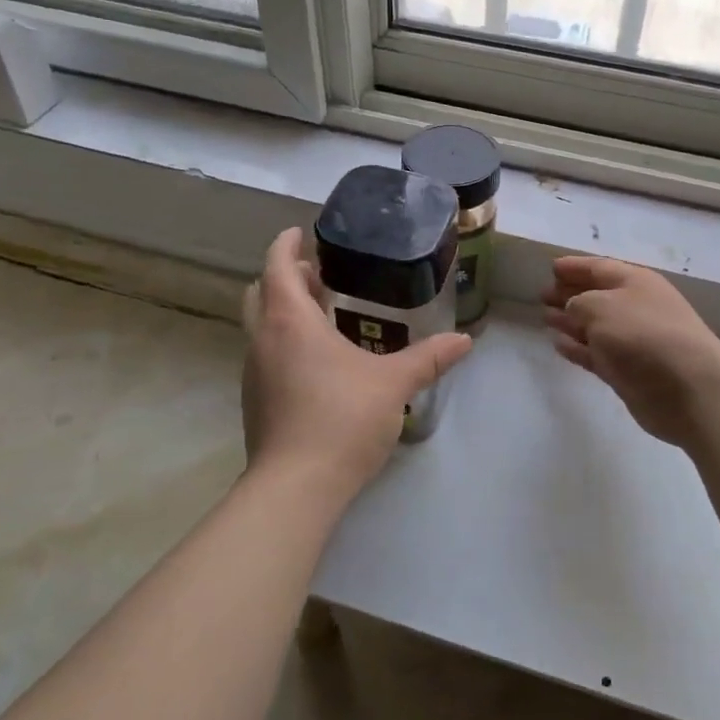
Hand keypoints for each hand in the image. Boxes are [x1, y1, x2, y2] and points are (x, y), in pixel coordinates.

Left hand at [242, 228, 472, 502]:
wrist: (296, 487)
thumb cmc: (342, 418)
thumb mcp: (393, 384)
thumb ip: (428, 358)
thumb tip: (465, 341)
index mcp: (290, 321)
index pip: (277, 265)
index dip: (286, 244)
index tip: (300, 232)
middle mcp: (263, 339)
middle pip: (262, 292)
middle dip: (285, 277)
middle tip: (318, 274)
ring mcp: (254, 372)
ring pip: (261, 325)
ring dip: (284, 310)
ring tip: (322, 314)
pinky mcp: (255, 401)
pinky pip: (266, 354)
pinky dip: (284, 341)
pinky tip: (317, 361)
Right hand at [541, 255, 719, 449]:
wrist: (689, 390)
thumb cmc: (644, 336)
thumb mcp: (601, 307)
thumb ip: (578, 302)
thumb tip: (573, 308)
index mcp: (634, 282)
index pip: (599, 267)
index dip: (574, 267)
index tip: (551, 268)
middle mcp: (635, 307)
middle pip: (596, 295)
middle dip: (569, 293)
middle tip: (542, 295)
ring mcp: (632, 341)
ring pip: (593, 326)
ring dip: (570, 321)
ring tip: (545, 317)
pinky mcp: (627, 371)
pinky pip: (595, 353)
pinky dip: (576, 347)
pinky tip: (558, 344)